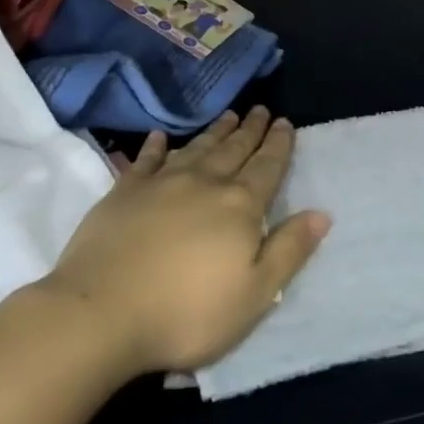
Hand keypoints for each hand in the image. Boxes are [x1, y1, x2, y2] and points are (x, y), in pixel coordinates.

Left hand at [40, 107, 330, 376]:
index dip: (278, 144)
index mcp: (239, 207)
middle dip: (250, 130)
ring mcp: (161, 184)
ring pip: (197, 148)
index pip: (267, 167)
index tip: (285, 122)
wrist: (102, 313)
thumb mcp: (254, 295)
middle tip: (260, 109)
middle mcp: (204, 184)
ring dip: (215, 131)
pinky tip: (160, 137)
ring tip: (228, 116)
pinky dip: (156, 146)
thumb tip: (322, 213)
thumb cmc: (186, 313)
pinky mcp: (124, 192)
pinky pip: (147, 160)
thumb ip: (288, 251)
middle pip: (234, 150)